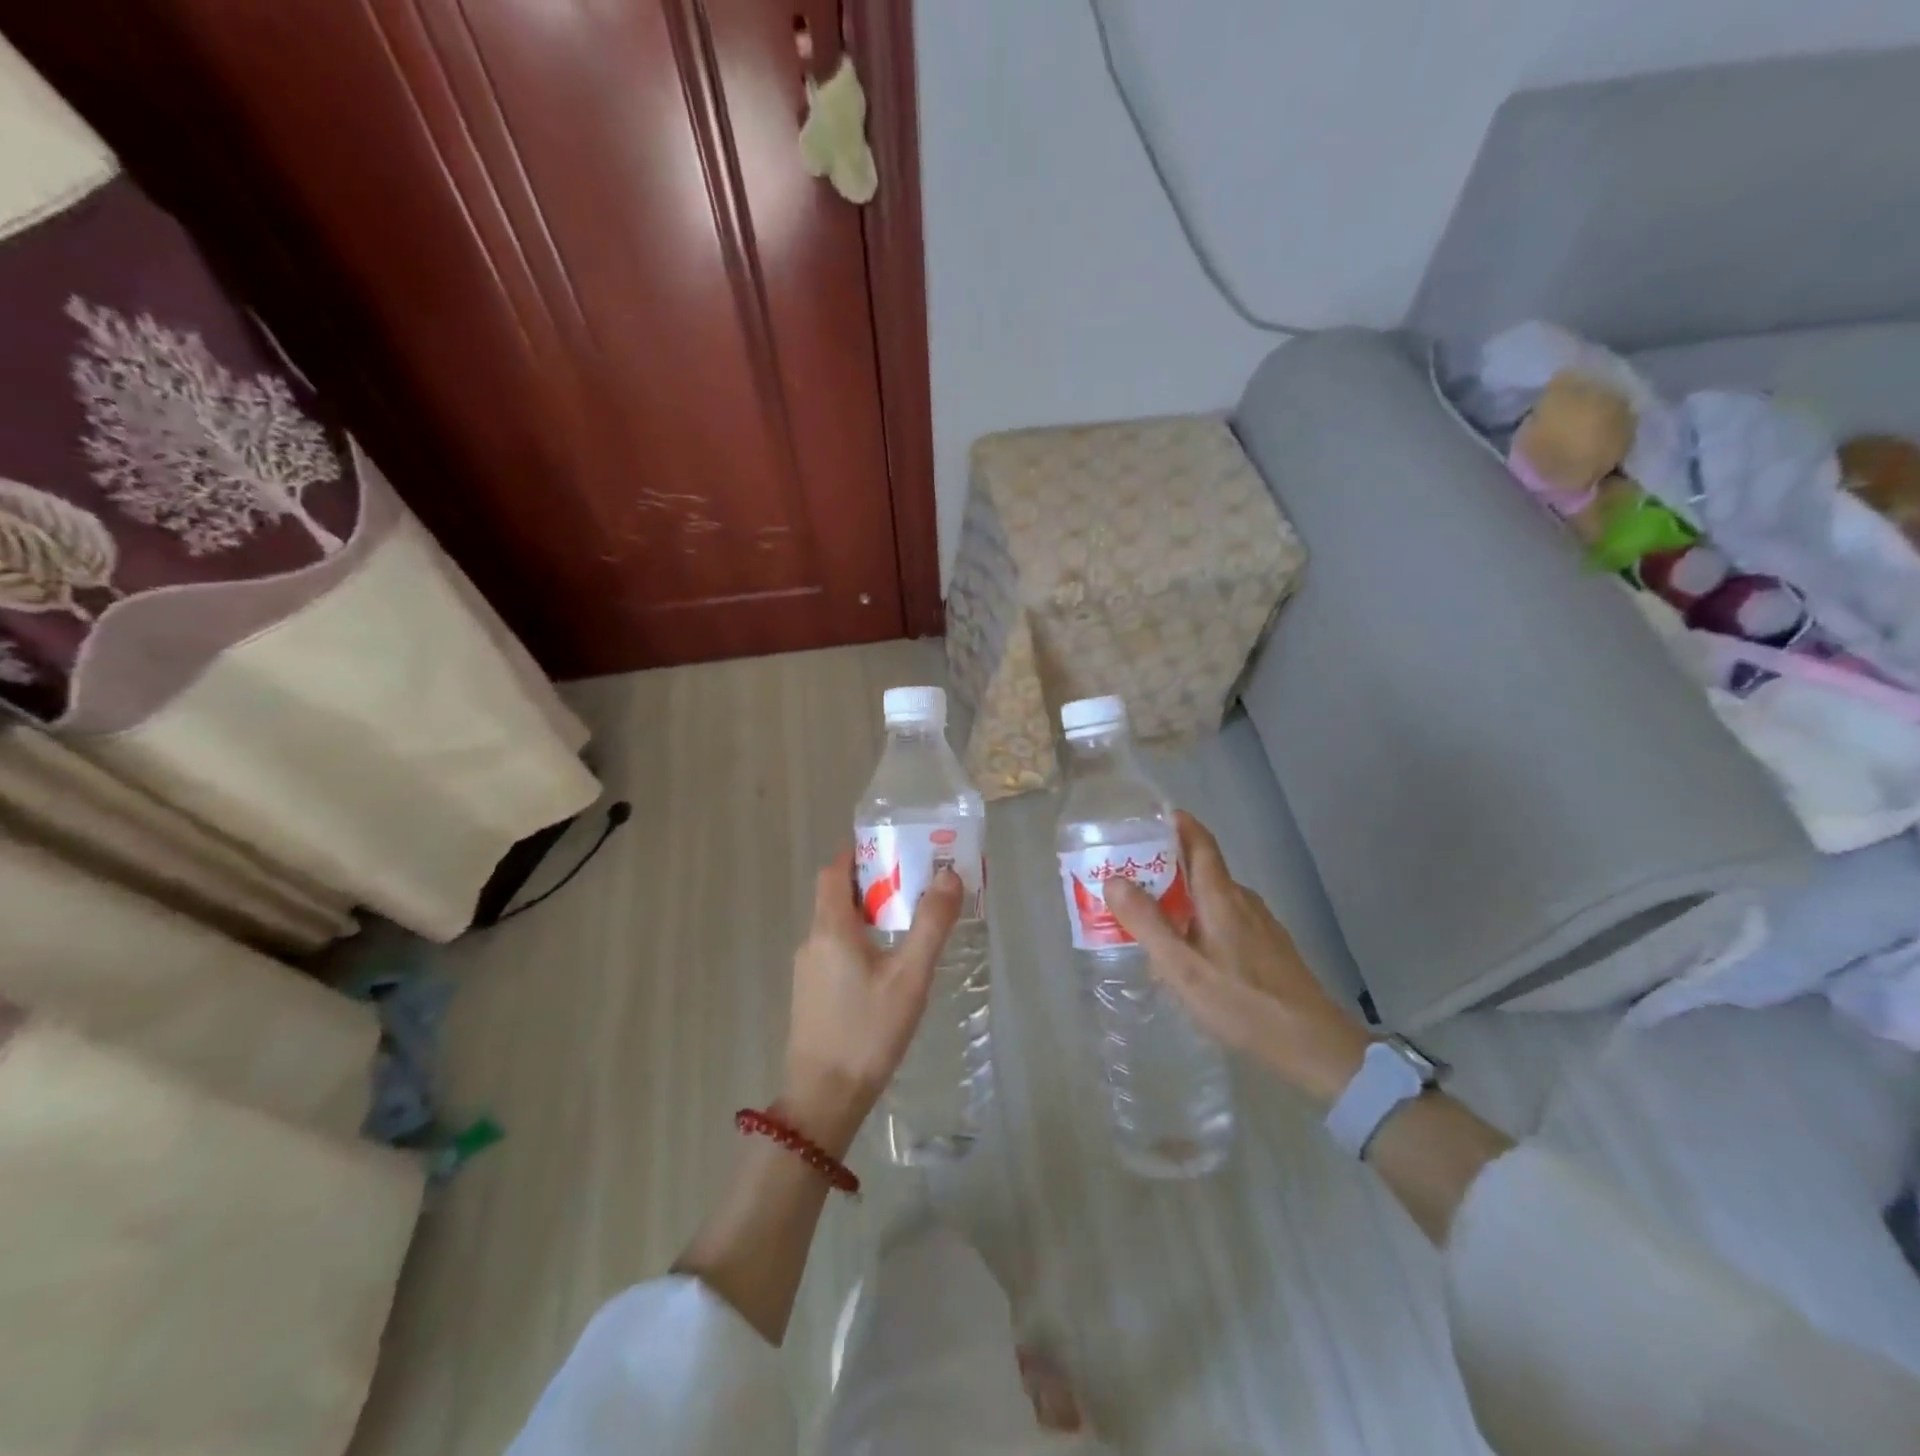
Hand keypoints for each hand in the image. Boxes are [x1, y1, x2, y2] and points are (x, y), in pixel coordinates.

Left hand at [781, 851, 962, 1156]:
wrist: (824, 1100)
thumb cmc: (868, 1031)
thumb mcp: (909, 976)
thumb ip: (930, 924)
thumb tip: (949, 875)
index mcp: (830, 928)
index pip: (834, 870)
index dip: (858, 853)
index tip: (892, 849)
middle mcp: (812, 941)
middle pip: (836, 896)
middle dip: (872, 883)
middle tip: (913, 885)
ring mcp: (807, 970)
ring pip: (836, 926)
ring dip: (868, 914)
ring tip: (908, 922)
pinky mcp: (811, 994)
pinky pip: (834, 950)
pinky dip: (859, 941)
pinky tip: (887, 966)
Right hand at [1104, 812, 1372, 1106]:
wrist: (1315, 1046)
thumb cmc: (1242, 1003)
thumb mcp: (1182, 968)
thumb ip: (1147, 923)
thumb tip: (1114, 880)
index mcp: (1221, 896)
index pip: (1200, 841)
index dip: (1177, 824)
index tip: (1148, 818)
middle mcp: (1243, 901)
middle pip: (1202, 869)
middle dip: (1165, 867)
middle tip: (1128, 878)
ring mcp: (1261, 925)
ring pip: (1213, 899)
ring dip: (1181, 900)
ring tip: (1148, 920)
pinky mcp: (1269, 949)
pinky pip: (1225, 921)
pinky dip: (1199, 923)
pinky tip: (1187, 956)